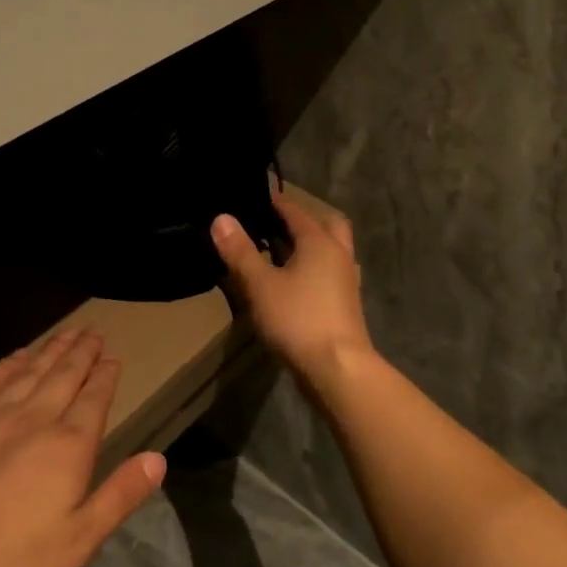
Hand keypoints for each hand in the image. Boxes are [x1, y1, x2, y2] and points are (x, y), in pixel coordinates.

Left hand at [0, 326, 165, 566]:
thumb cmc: (8, 563)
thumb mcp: (78, 542)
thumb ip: (119, 495)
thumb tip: (158, 458)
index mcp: (68, 446)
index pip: (95, 398)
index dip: (106, 375)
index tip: (113, 356)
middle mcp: (33, 418)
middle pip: (64, 375)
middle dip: (81, 352)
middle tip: (92, 331)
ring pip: (29, 371)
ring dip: (50, 350)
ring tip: (64, 333)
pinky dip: (6, 365)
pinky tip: (15, 357)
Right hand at [211, 186, 374, 388]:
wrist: (338, 368)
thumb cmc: (298, 319)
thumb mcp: (260, 285)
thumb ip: (240, 251)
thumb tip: (221, 217)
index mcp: (319, 242)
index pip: (295, 211)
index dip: (275, 203)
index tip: (257, 198)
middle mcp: (338, 254)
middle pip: (326, 225)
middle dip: (303, 221)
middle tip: (275, 226)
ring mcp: (346, 281)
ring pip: (331, 251)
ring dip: (310, 247)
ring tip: (280, 254)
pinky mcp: (346, 304)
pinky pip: (329, 274)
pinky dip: (313, 270)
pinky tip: (293, 285)